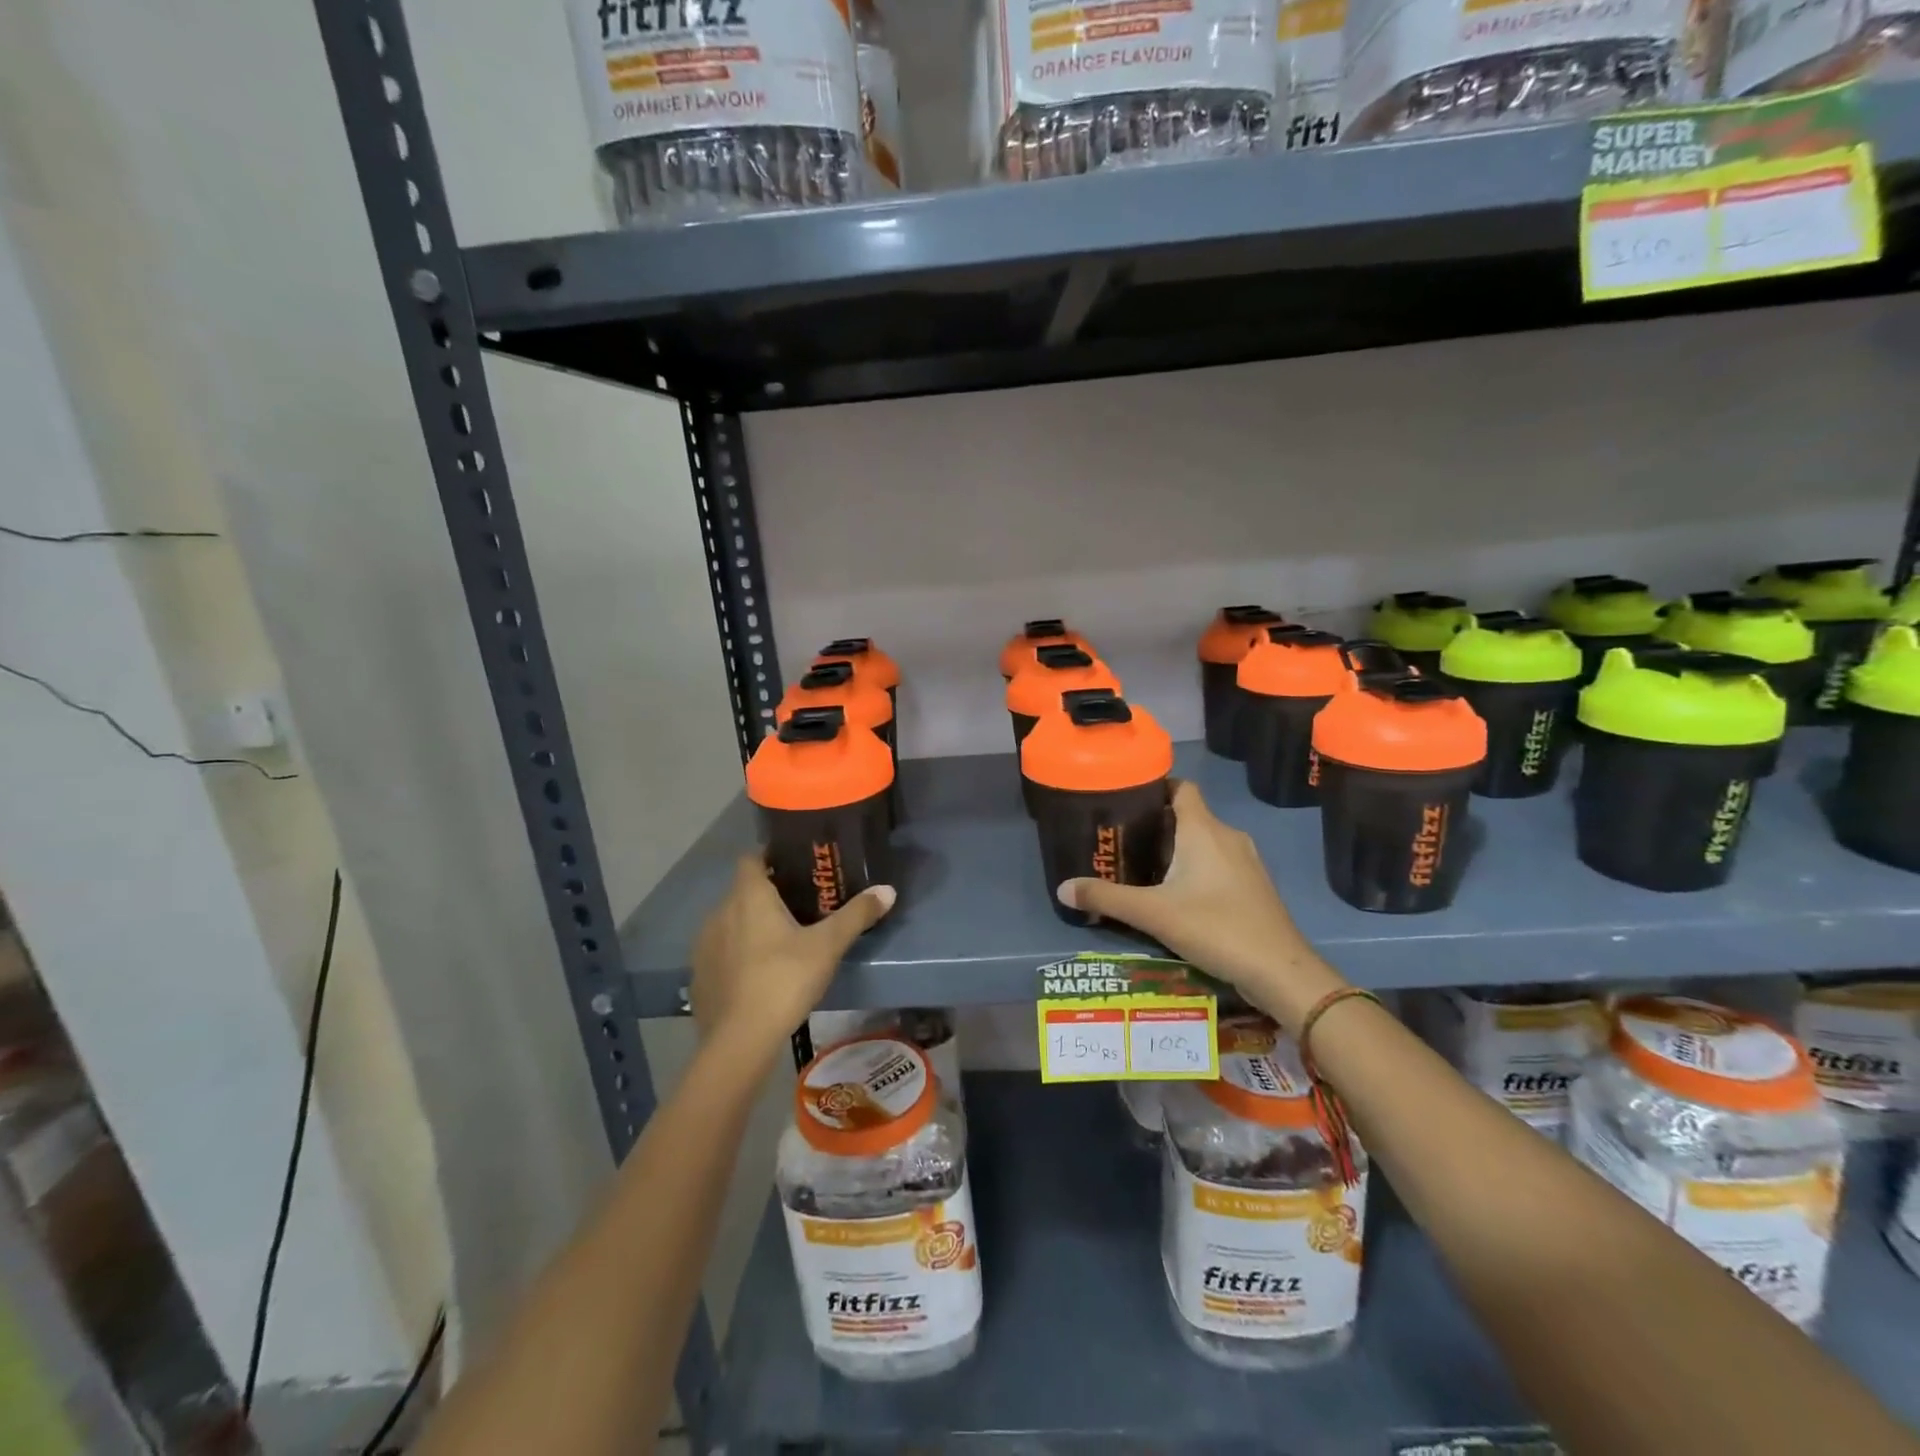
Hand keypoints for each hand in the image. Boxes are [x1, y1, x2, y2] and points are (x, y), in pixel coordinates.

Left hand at [690, 855, 894, 1060]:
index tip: (794, 865)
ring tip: (779, 941)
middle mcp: (720, 912)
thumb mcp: (828, 946)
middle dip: (767, 894)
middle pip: (743, 891)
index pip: (751, 858)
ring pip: (729, 922)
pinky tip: (756, 974)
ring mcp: (704, 945)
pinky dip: (736, 955)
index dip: (769, 856)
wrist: (740, 1040)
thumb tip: (887, 890)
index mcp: (749, 896)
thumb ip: (856, 915)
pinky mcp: (699, 976)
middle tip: (799, 906)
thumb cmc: (784, 979)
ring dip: (749, 925)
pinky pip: (720, 953)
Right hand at [1058, 781, 1341, 1028]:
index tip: (1126, 800)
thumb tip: (1062, 888)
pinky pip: (1218, 864)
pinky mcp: (1254, 886)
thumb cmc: (1215, 928)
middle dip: (1157, 825)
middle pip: (1189, 816)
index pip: (1181, 788)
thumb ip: (1106, 898)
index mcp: (1204, 830)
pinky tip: (1176, 895)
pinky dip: (1196, 869)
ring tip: (1142, 867)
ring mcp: (1246, 862)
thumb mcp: (1152, 914)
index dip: (1155, 788)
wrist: (1280, 971)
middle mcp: (1228, 836)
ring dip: (1176, 849)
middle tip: (1122, 840)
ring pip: (1204, 842)